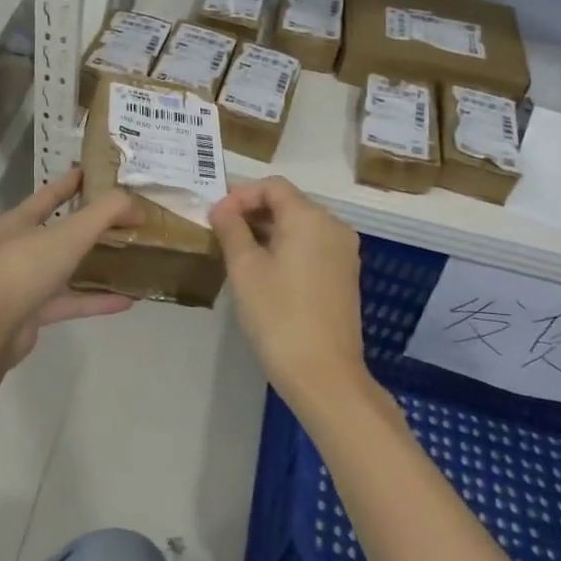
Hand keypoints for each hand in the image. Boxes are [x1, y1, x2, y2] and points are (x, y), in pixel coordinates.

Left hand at [0, 168, 139, 364]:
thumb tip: (133, 203)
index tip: (95, 173)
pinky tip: (126, 301)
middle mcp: (19, 248)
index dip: (72, 182)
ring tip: (128, 258)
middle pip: (59, 231)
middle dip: (89, 225)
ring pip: (66, 268)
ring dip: (95, 265)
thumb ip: (104, 214)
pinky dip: (95, 300)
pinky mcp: (33, 312)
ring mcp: (25, 282)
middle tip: (122, 218)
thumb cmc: (25, 269)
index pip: (49, 195)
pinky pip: (70, 301)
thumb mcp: (69, 234)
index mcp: (19, 222)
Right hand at [211, 177, 368, 412]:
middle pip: (288, 203)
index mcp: (310, 218)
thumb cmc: (278, 315)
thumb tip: (222, 208)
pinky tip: (263, 270)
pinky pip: (311, 246)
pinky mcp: (344, 276)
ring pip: (300, 225)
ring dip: (267, 230)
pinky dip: (286, 247)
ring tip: (236, 250)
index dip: (240, 194)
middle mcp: (334, 227)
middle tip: (221, 232)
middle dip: (252, 211)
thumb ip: (231, 230)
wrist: (323, 374)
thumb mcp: (245, 268)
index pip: (273, 186)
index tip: (216, 217)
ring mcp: (343, 253)